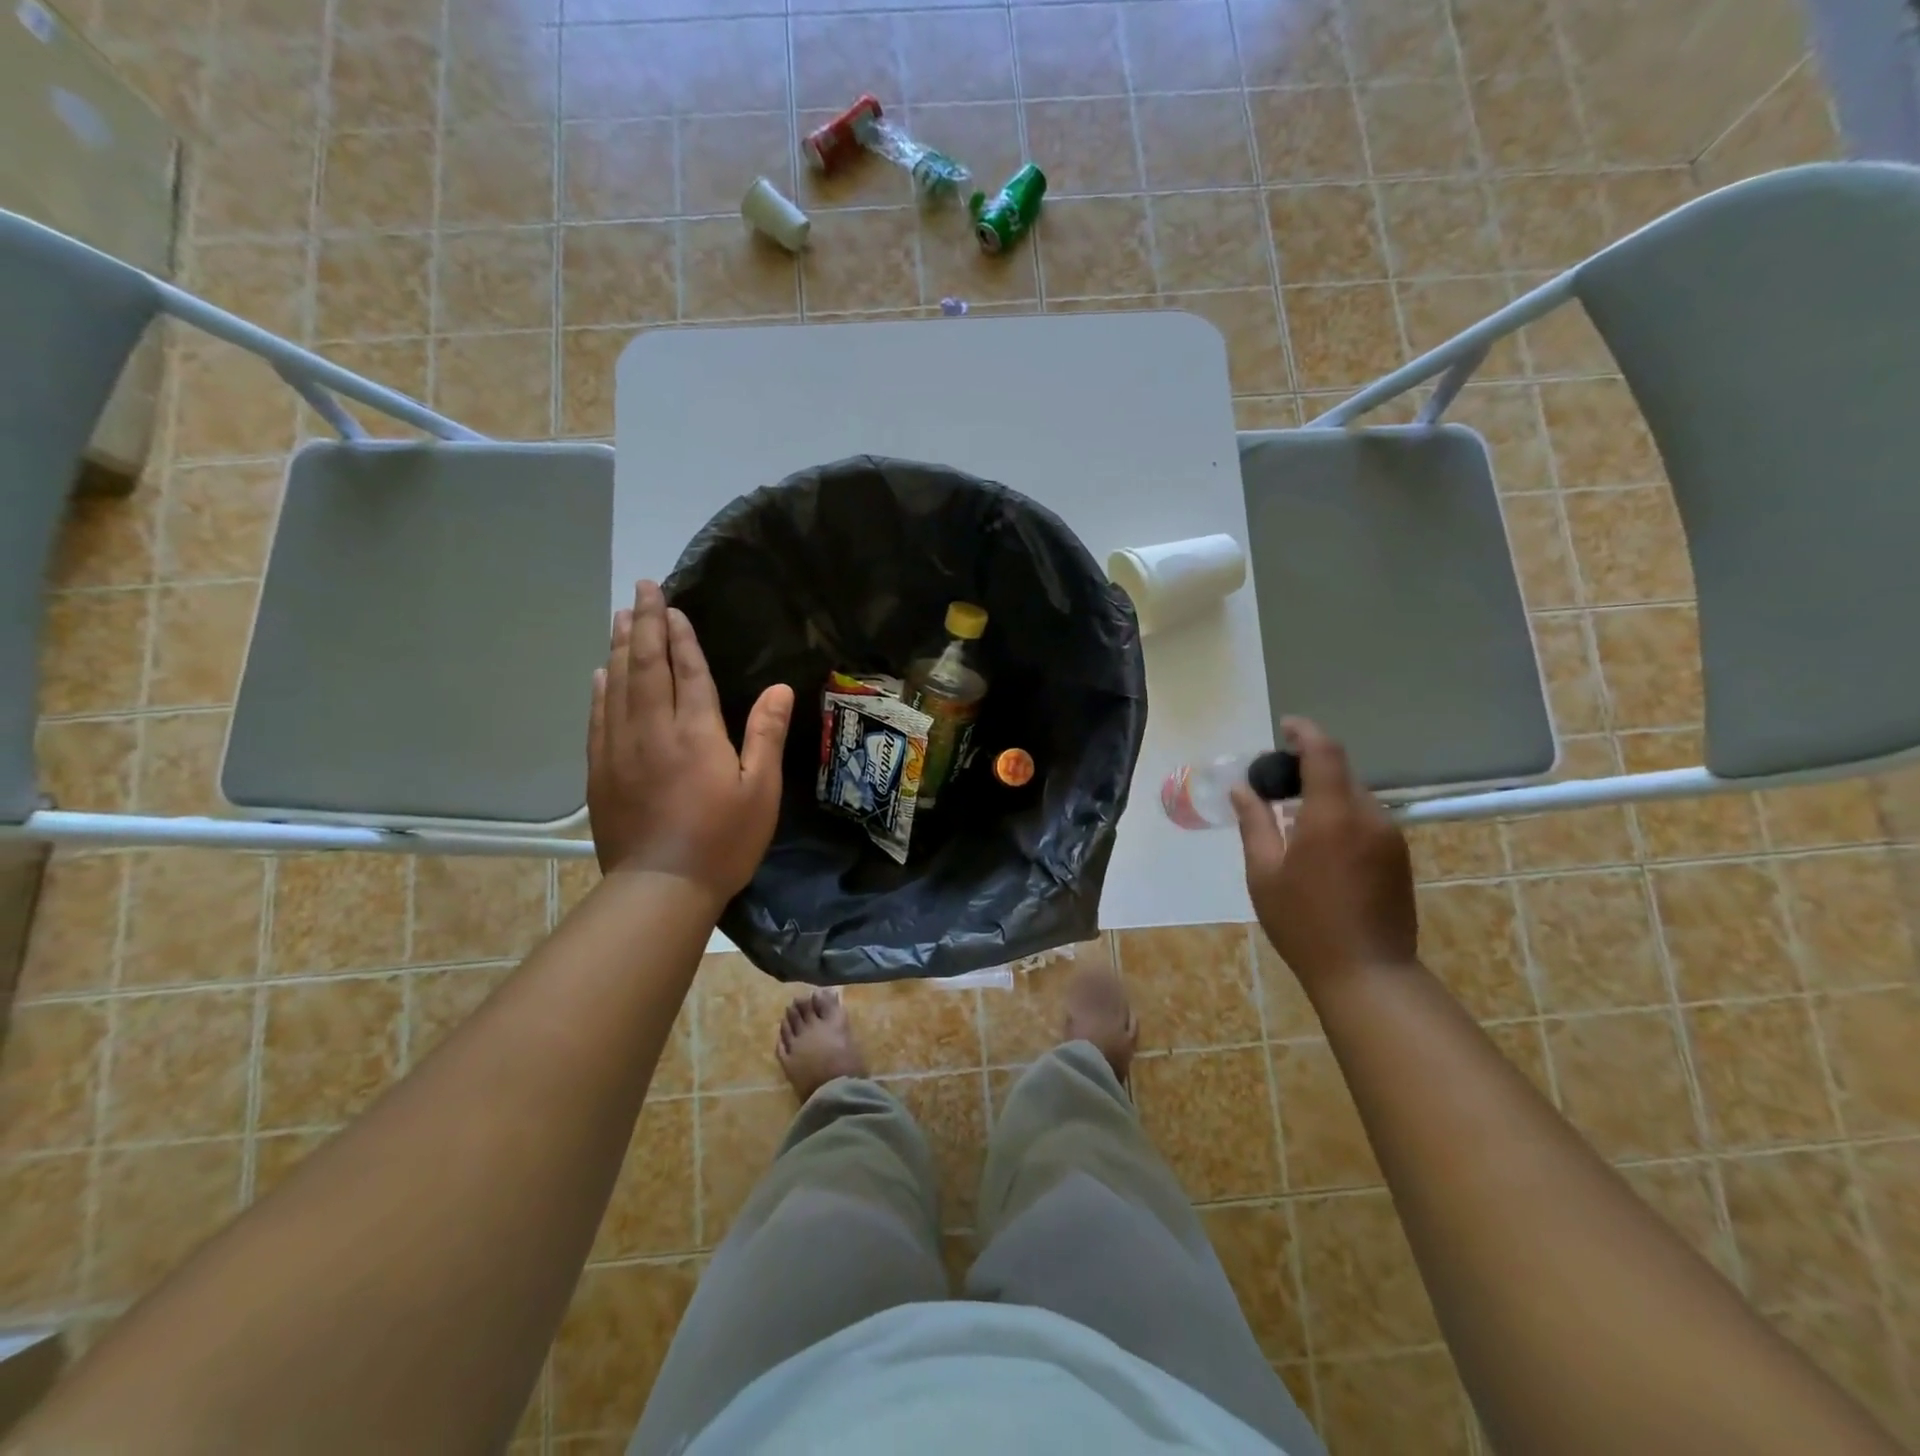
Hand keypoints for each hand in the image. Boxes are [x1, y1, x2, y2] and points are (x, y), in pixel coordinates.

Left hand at [587, 580, 793, 899]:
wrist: (661, 887)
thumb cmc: (722, 841)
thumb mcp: (760, 791)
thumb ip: (765, 735)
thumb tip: (779, 688)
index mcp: (695, 733)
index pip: (688, 671)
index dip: (681, 636)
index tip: (672, 606)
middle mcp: (653, 730)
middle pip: (645, 666)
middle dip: (643, 624)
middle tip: (642, 589)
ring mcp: (620, 748)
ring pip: (616, 684)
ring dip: (618, 647)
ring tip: (620, 617)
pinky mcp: (600, 770)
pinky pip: (598, 716)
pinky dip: (599, 688)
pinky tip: (600, 673)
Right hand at [1231, 716, 1416, 989]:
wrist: (1368, 973)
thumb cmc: (1304, 923)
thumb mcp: (1265, 873)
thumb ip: (1255, 824)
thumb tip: (1243, 789)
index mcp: (1332, 816)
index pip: (1324, 753)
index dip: (1305, 732)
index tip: (1284, 727)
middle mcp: (1368, 817)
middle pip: (1340, 774)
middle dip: (1309, 767)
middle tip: (1275, 784)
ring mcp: (1389, 837)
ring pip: (1354, 797)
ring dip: (1325, 795)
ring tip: (1293, 818)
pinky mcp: (1399, 857)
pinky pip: (1366, 819)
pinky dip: (1340, 816)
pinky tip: (1319, 844)